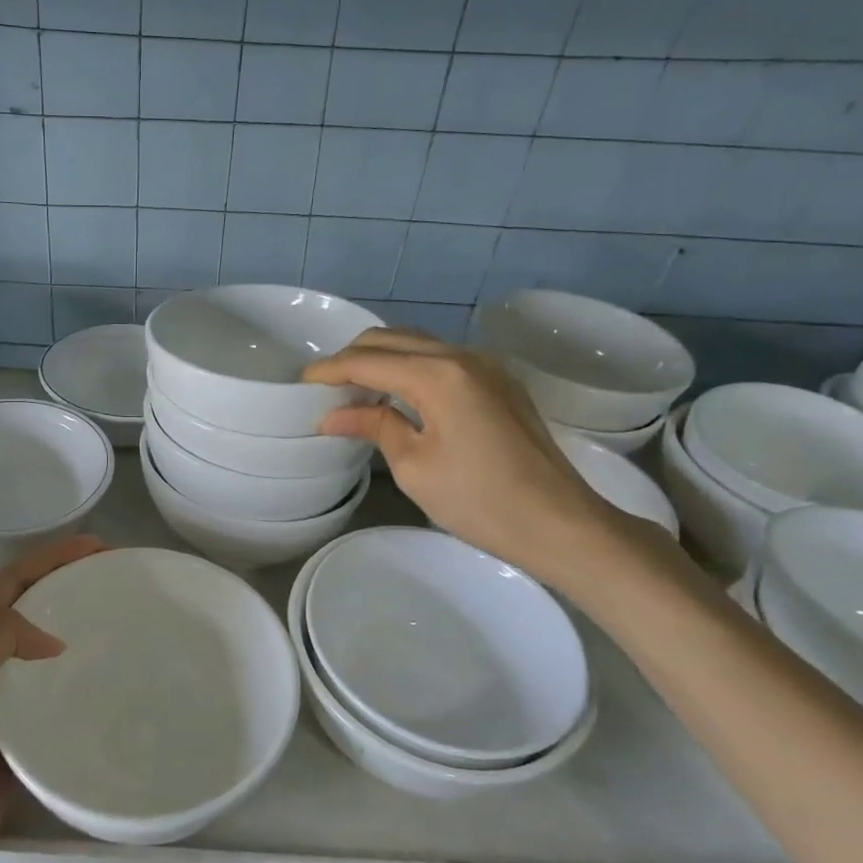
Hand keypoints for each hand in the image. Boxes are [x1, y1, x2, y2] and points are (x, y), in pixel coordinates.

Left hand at [0, 534, 103, 862]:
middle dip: (68, 583)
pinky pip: (52, 691)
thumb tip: (55, 642)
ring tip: (119, 621)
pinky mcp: (16, 732)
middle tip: (115, 578)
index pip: (15, 579)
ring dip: (75, 625)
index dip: (54, 556)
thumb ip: (2, 633)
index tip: (100, 547)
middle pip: (31, 605)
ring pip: (43, 646)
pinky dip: (77, 676)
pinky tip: (106, 681)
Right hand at [304, 329, 632, 587]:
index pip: (368, 360)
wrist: (560, 524)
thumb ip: (375, 425)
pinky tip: (398, 394)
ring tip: (356, 388)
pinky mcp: (499, 382)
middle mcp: (462, 356)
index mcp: (438, 375)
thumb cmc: (480, 501)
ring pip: (418, 343)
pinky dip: (411, 366)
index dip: (330, 370)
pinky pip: (442, 358)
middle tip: (326, 386)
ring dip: (383, 358)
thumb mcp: (414, 466)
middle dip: (353, 357)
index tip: (302, 383)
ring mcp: (486, 366)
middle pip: (392, 339)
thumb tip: (334, 415)